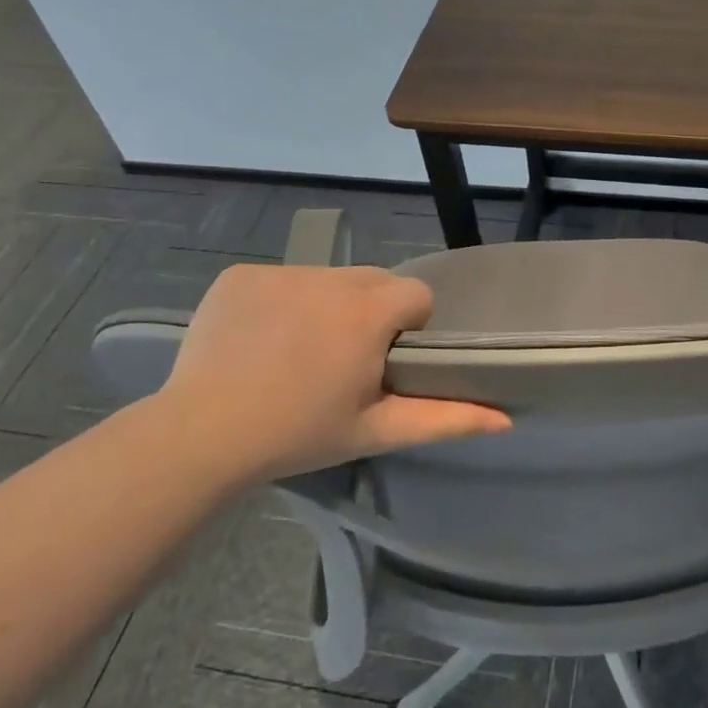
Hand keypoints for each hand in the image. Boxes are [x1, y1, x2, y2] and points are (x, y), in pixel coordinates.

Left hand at [150, 263, 508, 482]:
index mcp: (368, 312)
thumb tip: (505, 420)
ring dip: (327, 305)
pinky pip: (280, 279)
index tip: (387, 359)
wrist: (202, 434)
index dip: (410, 326)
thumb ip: (446, 420)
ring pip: (327, 278)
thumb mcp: (376, 430)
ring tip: (299, 352)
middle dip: (371, 311)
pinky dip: (281, 302)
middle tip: (344, 359)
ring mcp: (281, 272)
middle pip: (373, 280)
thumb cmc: (299, 434)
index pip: (416, 293)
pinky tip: (261, 340)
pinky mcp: (241, 274)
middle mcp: (330, 278)